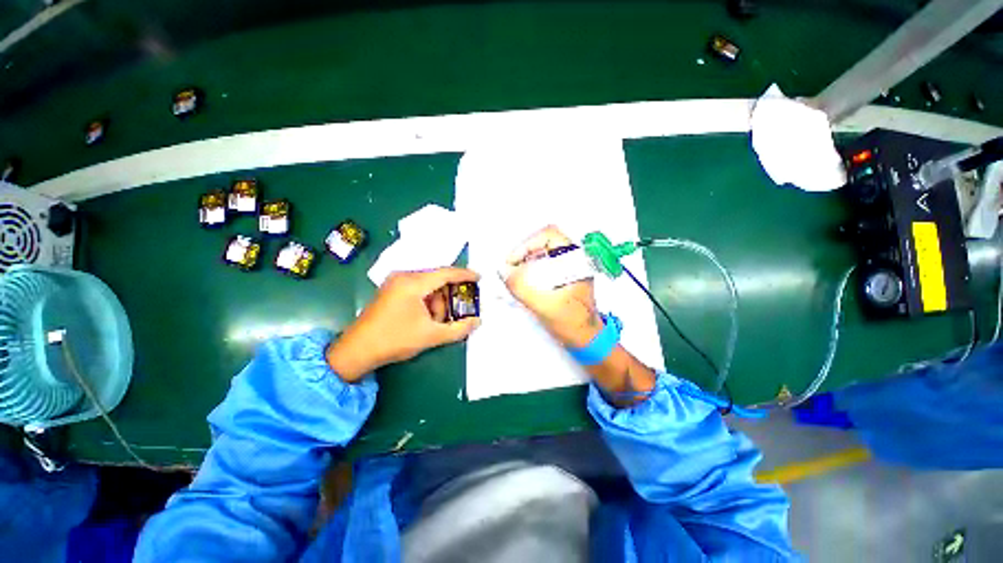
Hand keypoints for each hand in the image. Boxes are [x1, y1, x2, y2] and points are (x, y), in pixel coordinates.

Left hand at [327, 268, 480, 381]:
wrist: (357, 350)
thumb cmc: (395, 340)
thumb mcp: (431, 336)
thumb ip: (458, 329)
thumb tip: (477, 322)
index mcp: (413, 283)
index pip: (446, 273)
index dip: (465, 275)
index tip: (479, 278)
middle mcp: (404, 276)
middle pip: (437, 279)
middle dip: (450, 295)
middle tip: (459, 309)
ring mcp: (395, 282)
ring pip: (428, 285)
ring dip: (438, 301)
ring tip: (438, 321)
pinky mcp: (391, 290)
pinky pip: (418, 289)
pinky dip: (427, 301)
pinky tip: (427, 318)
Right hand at [503, 226, 602, 347]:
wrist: (586, 339)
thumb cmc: (572, 322)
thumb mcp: (545, 306)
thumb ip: (522, 288)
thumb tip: (503, 271)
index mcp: (576, 260)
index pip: (549, 236)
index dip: (527, 244)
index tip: (513, 261)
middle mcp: (573, 259)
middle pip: (543, 243)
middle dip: (523, 254)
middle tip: (509, 270)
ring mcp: (568, 267)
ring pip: (541, 254)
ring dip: (525, 263)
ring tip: (512, 277)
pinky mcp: (562, 277)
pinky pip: (542, 266)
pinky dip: (529, 271)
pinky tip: (521, 283)